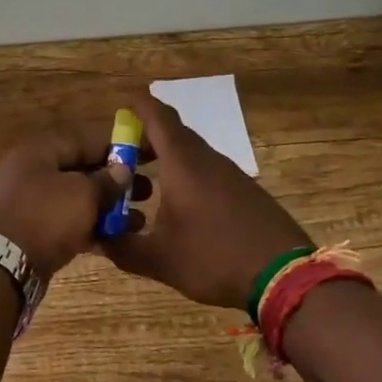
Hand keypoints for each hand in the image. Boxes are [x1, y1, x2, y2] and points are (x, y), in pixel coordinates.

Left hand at [0, 123, 142, 277]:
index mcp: (40, 152)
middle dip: (114, 182)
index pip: (84, 140)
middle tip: (147, 193)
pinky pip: (65, 223)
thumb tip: (121, 170)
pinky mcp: (29, 232)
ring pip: (74, 200)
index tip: (144, 156)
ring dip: (106, 209)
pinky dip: (89, 228)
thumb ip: (106, 181)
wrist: (1, 266)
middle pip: (80, 170)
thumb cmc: (45, 217)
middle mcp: (31, 172)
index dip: (116, 147)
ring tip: (138, 221)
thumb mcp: (83, 194)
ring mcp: (28, 204)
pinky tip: (116, 239)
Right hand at [101, 95, 310, 310]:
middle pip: (173, 133)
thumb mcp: (159, 259)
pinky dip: (187, 176)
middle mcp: (207, 159)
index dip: (137, 105)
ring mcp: (230, 174)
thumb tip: (96, 238)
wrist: (285, 277)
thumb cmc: (214, 257)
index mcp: (182, 162)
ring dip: (167, 159)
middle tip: (121, 156)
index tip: (119, 104)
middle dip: (145, 138)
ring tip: (145, 183)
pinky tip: (180, 206)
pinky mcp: (245, 191)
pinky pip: (208, 170)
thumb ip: (122, 248)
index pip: (157, 116)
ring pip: (192, 153)